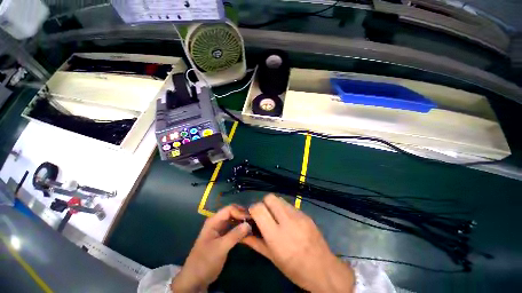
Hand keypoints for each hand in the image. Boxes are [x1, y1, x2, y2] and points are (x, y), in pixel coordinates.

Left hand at [171, 205, 250, 292]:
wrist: (195, 279)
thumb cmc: (205, 261)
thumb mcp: (220, 248)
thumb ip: (235, 235)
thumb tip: (248, 224)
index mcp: (214, 221)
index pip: (229, 209)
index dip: (240, 212)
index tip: (250, 218)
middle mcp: (217, 222)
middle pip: (232, 212)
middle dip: (243, 215)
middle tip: (254, 220)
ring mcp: (220, 229)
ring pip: (234, 220)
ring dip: (243, 221)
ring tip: (253, 225)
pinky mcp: (223, 237)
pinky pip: (234, 229)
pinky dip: (241, 229)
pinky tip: (248, 232)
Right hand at [242, 194, 354, 292]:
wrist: (324, 269)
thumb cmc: (295, 269)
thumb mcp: (273, 258)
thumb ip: (255, 243)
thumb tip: (242, 234)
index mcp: (276, 236)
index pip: (259, 209)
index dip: (253, 209)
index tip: (253, 216)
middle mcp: (287, 221)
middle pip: (270, 198)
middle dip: (264, 203)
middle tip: (265, 215)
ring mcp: (299, 216)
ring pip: (280, 199)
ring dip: (274, 205)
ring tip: (276, 217)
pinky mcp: (306, 214)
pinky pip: (290, 205)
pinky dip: (284, 209)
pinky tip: (288, 221)